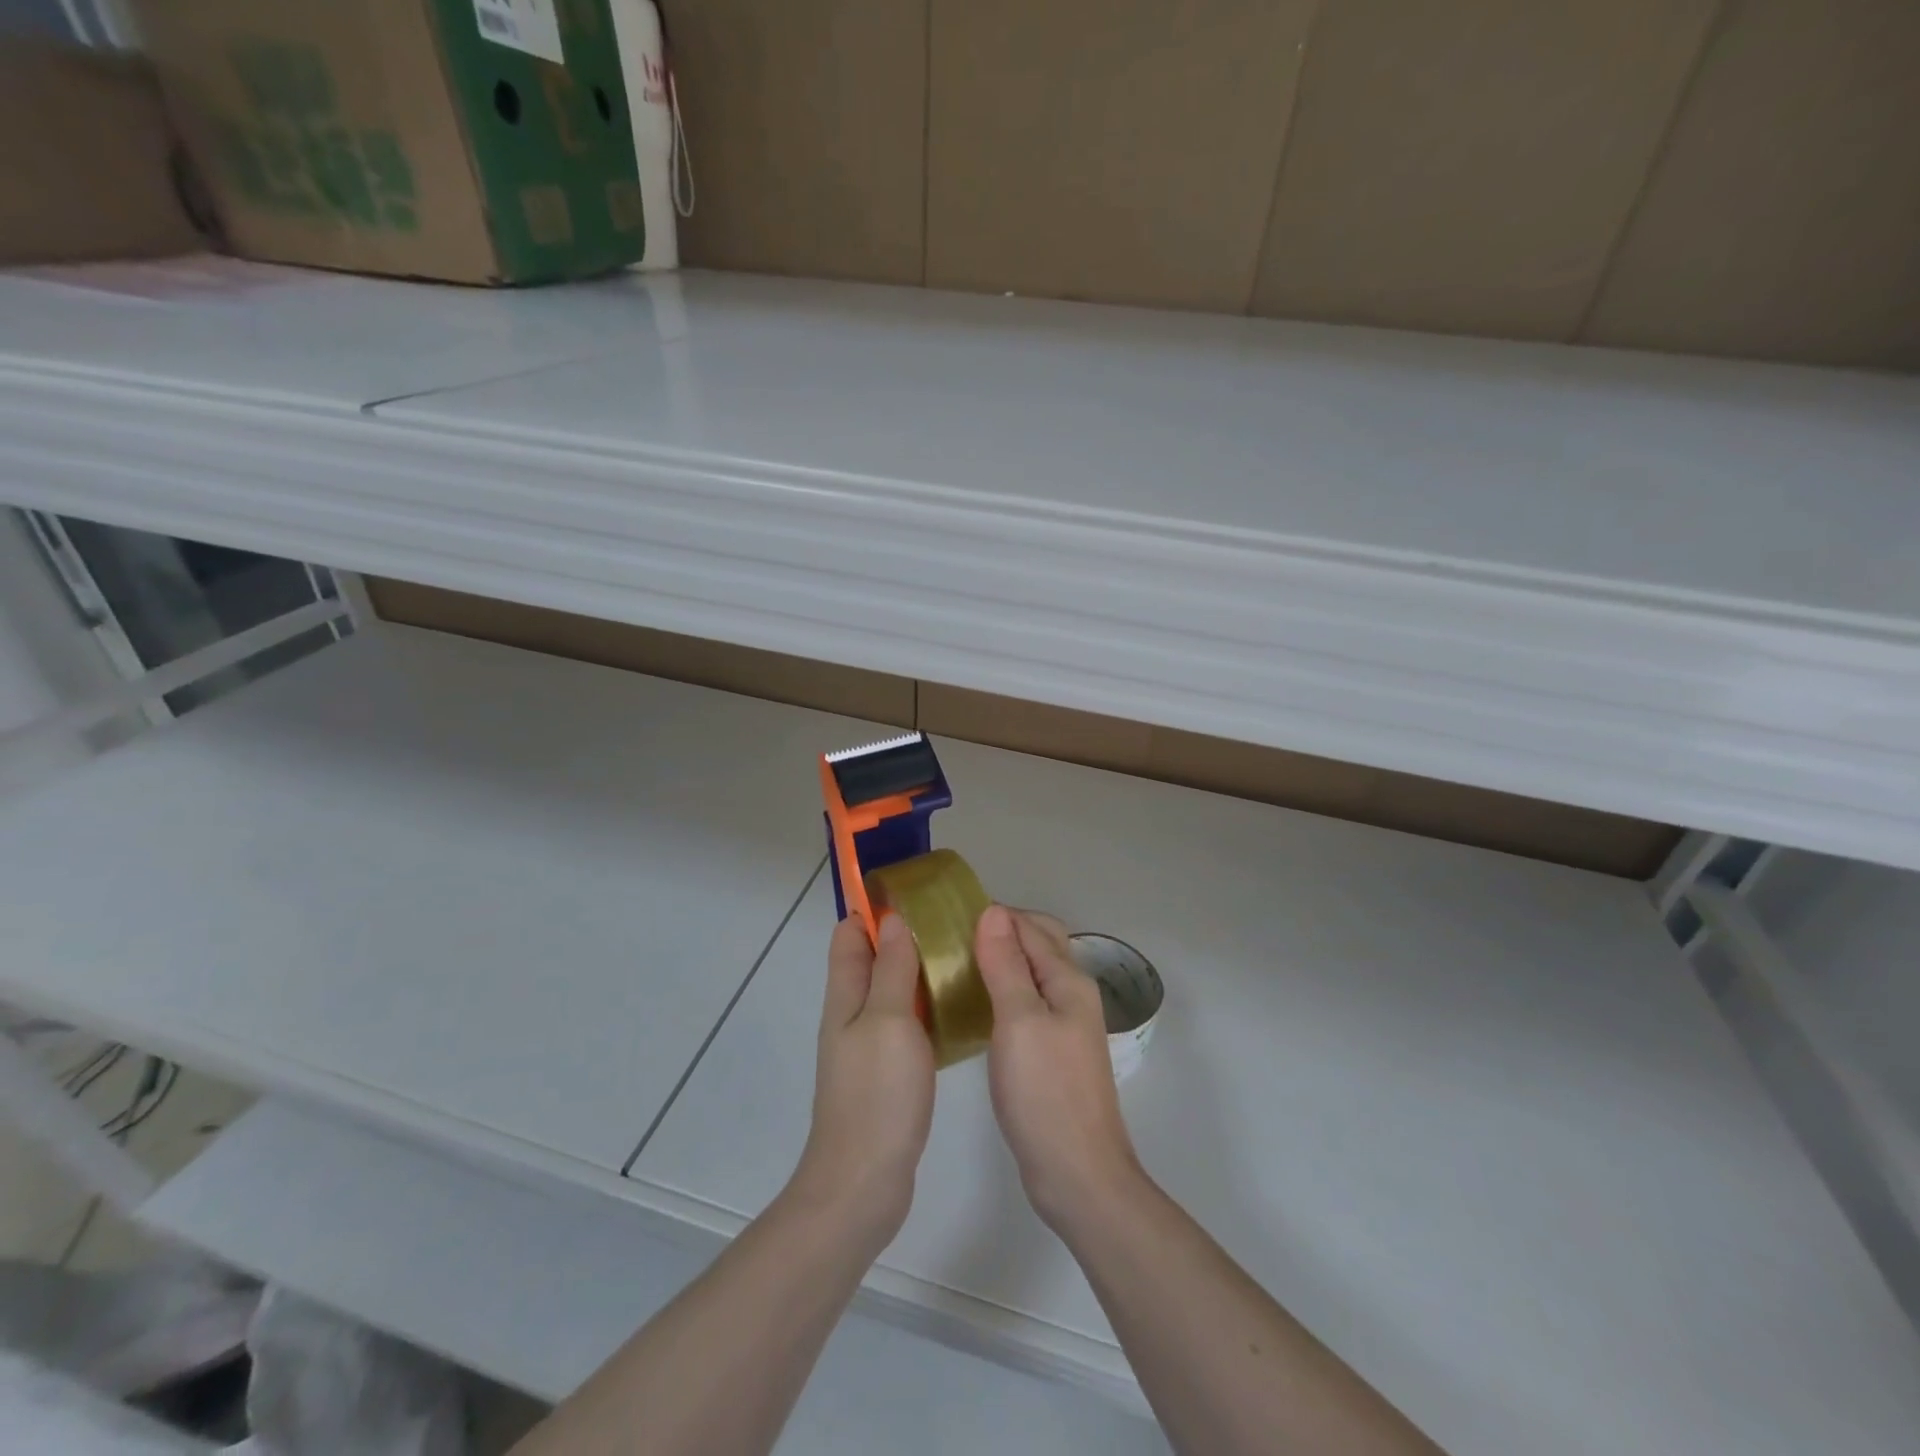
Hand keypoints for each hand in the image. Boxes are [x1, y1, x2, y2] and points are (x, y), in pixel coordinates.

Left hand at [789, 914, 935, 1251]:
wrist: (865, 1182)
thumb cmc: (877, 1094)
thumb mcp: (888, 1020)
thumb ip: (891, 970)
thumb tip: (892, 920)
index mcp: (845, 997)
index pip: (849, 936)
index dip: (873, 910)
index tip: (916, 895)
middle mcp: (852, 1015)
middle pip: (872, 961)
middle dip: (903, 937)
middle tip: (952, 926)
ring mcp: (869, 1046)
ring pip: (892, 992)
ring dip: (918, 971)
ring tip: (962, 958)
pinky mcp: (888, 1072)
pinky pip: (907, 1024)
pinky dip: (926, 1007)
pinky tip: (959, 1009)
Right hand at [974, 904, 1141, 1231]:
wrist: (1077, 1173)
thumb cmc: (1045, 1092)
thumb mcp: (1019, 1020)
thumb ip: (1007, 964)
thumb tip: (993, 911)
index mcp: (1068, 980)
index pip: (1031, 927)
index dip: (994, 914)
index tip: (949, 914)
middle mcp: (1072, 994)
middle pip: (1039, 944)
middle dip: (1001, 930)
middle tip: (952, 936)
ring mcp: (1066, 1025)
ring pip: (1033, 974)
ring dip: (1002, 960)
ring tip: (956, 963)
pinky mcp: (1053, 1051)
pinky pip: (1028, 1003)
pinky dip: (1004, 990)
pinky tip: (976, 1004)